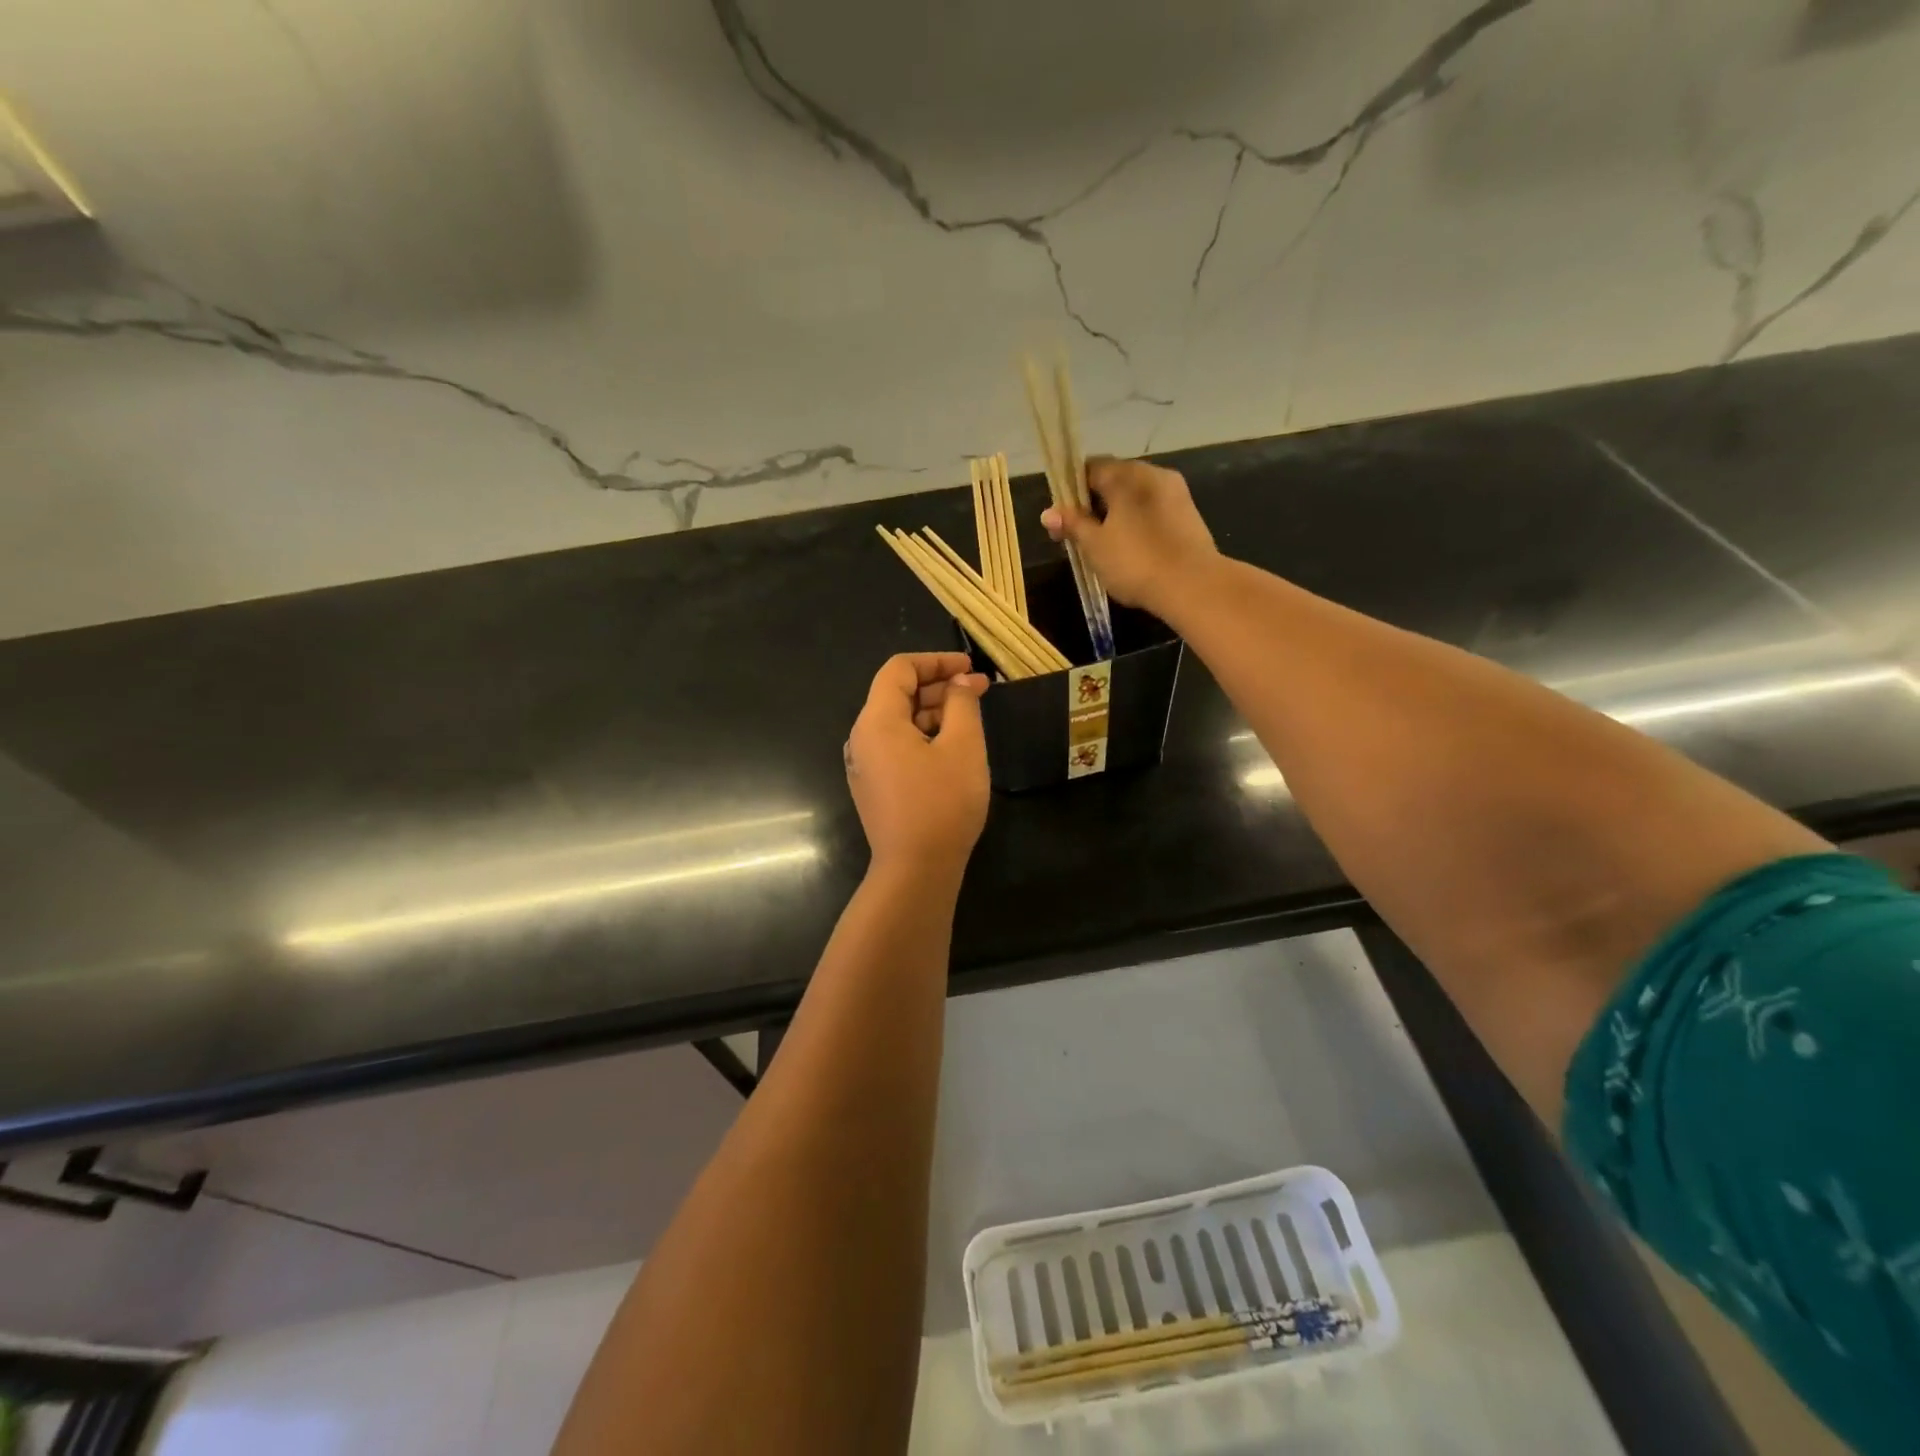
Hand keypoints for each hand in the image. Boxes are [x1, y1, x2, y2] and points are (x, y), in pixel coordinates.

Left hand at [844, 653, 989, 878]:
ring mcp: (865, 765)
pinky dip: (924, 736)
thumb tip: (960, 683)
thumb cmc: (942, 803)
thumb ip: (962, 704)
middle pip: (897, 694)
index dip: (936, 661)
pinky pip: (897, 747)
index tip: (970, 668)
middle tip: (980, 691)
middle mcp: (863, 738)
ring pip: (899, 722)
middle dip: (939, 687)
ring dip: (934, 712)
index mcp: (877, 720)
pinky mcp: (874, 786)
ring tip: (971, 717)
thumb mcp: (963, 746)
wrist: (916, 870)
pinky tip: (952, 745)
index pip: (899, 669)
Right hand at [1041, 456, 1218, 614]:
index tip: (1062, 519)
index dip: (1070, 491)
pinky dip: (1137, 522)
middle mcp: (1153, 474)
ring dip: (1116, 514)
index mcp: (1126, 475)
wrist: (1193, 585)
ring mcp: (1175, 492)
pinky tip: (1131, 549)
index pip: (1089, 468)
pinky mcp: (1188, 514)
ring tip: (1104, 546)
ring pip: (1135, 496)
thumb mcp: (1095, 546)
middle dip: (1094, 504)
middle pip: (1114, 480)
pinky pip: (1152, 510)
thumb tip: (1048, 512)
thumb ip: (1072, 524)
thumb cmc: (1136, 562)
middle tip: (1079, 537)